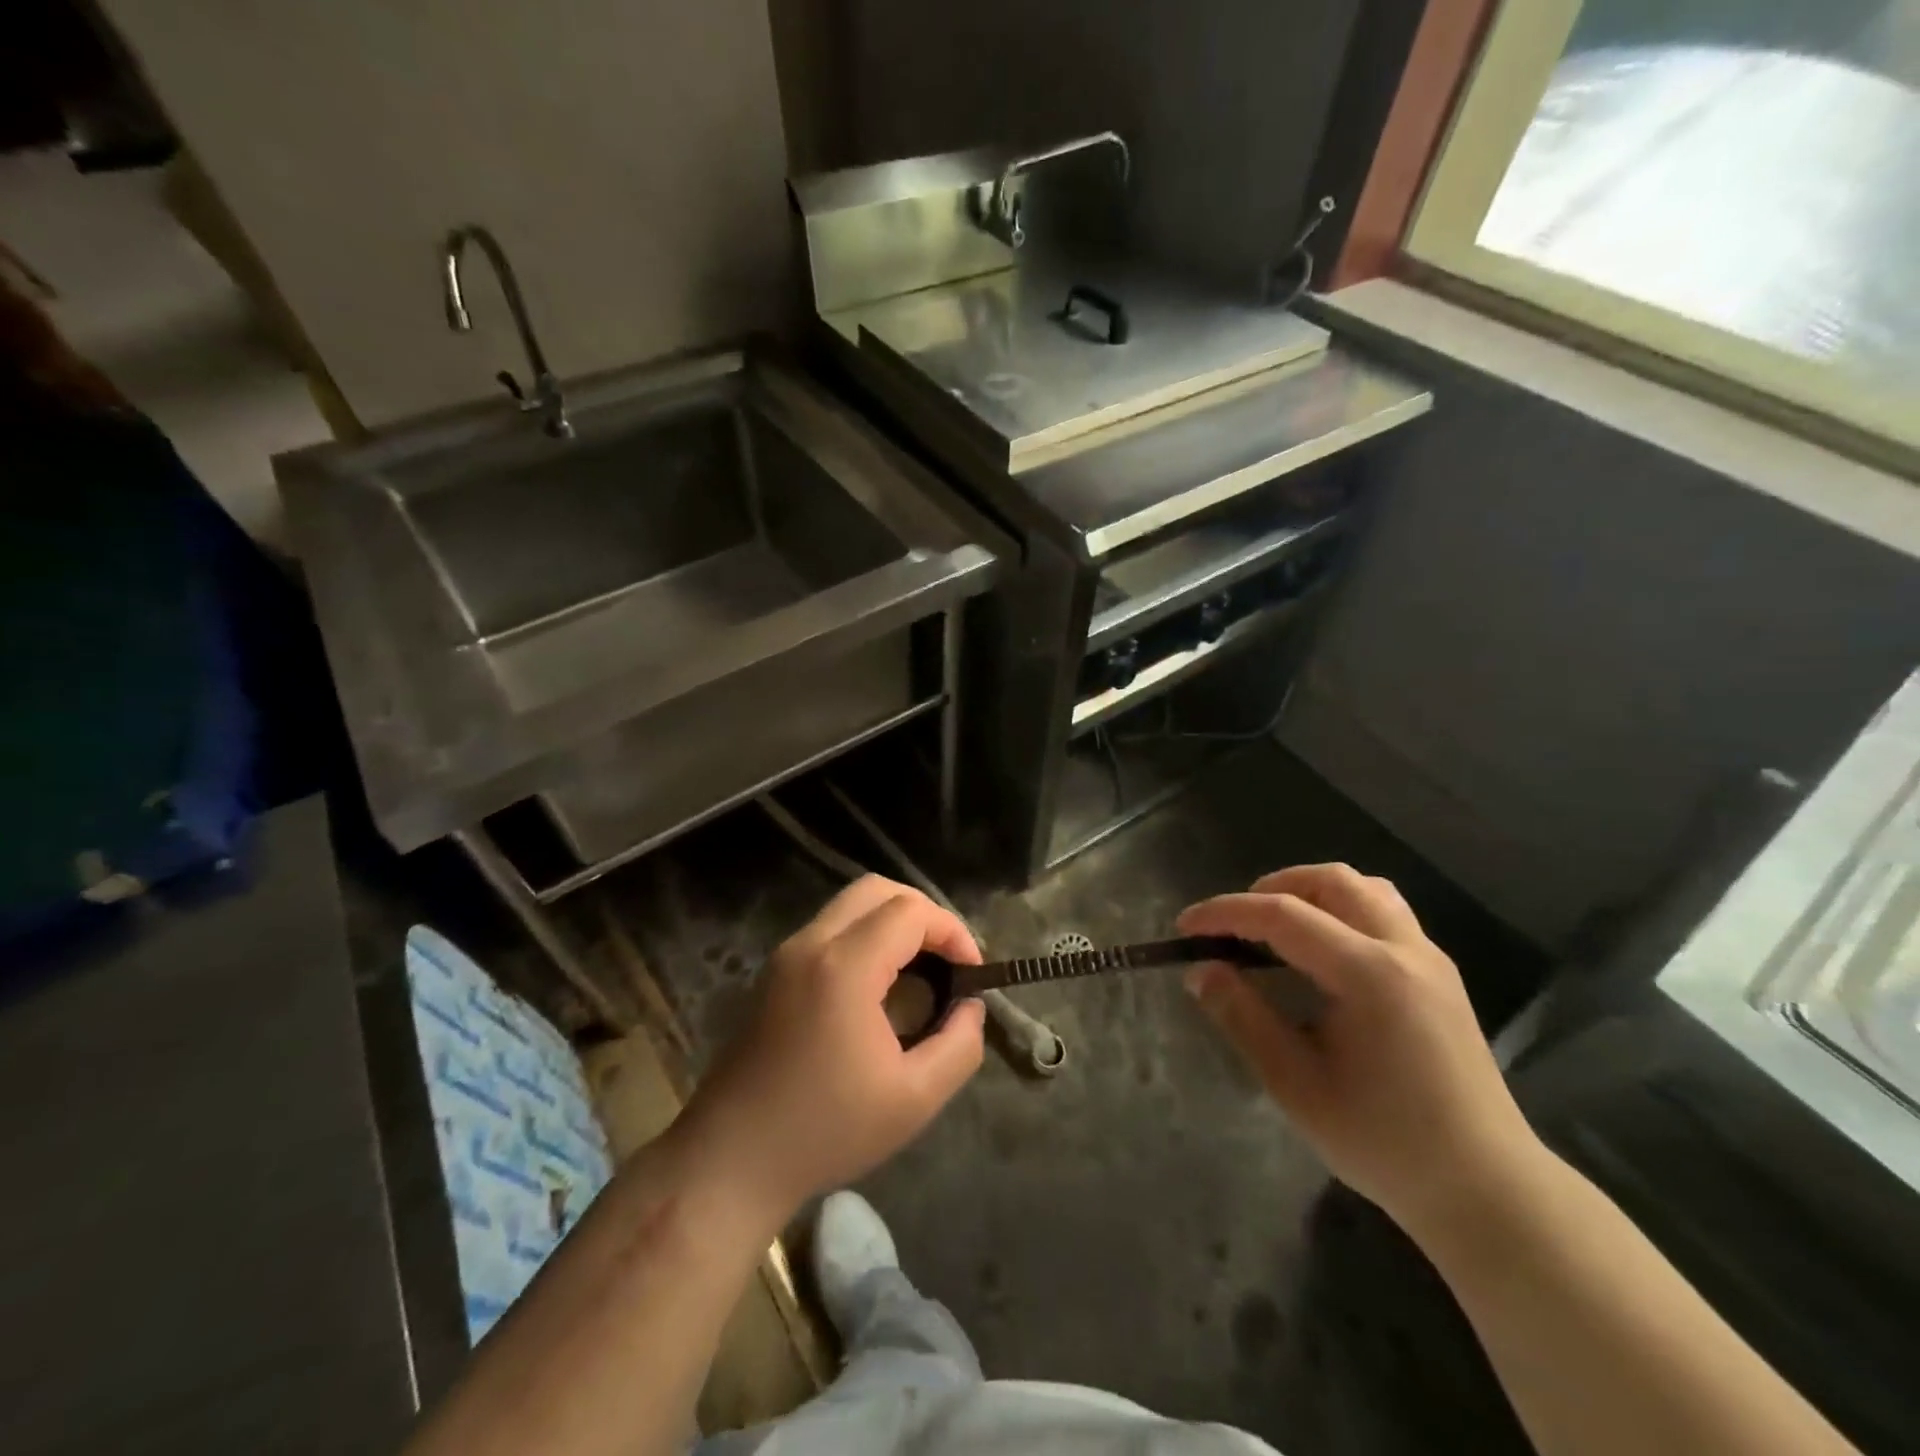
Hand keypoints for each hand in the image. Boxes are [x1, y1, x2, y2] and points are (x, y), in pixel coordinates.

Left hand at [679, 876, 986, 1222]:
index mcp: (845, 966)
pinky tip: (880, 986)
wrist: (731, 1159)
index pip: (911, 912)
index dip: (952, 931)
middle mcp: (812, 944)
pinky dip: (865, 936)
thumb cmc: (826, 1130)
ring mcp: (787, 954)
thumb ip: (959, 1045)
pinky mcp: (774, 972)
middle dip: (923, 913)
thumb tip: (970, 1006)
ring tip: (921, 970)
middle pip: (877, 889)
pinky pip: (830, 928)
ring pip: (850, 905)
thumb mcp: (914, 1099)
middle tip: (948, 959)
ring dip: (892, 922)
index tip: (972, 972)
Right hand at [1179, 864, 1543, 1242]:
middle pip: (1330, 881)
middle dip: (1272, 889)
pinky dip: (1340, 912)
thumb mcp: (1295, 1085)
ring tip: (1276, 930)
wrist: (1487, 1191)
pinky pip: (1384, 914)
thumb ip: (1243, 1017)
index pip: (1283, 915)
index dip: (1226, 912)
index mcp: (1369, 974)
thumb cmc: (1384, 1141)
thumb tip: (1201, 970)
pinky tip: (1322, 957)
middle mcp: (1404, 950)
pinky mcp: (1440, 977)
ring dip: (1311, 893)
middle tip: (1234, 925)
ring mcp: (1430, 960)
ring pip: (1364, 890)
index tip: (1185, 926)